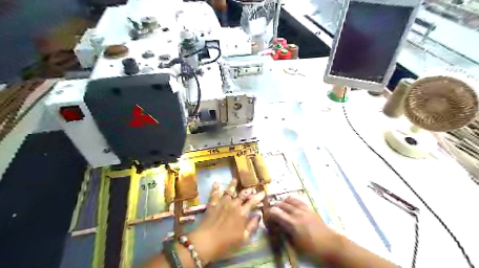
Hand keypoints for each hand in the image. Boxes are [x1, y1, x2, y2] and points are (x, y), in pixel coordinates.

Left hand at [190, 179, 264, 264]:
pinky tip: (216, 183)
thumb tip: (258, 215)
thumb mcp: (243, 238)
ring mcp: (222, 203)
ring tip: (235, 180)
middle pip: (241, 195)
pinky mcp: (212, 205)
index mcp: (242, 213)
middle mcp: (233, 205)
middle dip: (248, 190)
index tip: (263, 192)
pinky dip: (215, 188)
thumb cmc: (227, 243)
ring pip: (228, 191)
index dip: (258, 196)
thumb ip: (252, 225)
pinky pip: (214, 194)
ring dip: (232, 185)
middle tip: (252, 186)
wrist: (206, 242)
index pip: (252, 202)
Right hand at [269, 195, 339, 262]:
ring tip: (280, 207)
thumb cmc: (312, 248)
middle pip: (280, 204)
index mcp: (292, 223)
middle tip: (272, 212)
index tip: (266, 217)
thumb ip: (285, 231)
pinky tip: (290, 203)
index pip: (275, 212)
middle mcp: (296, 213)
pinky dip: (291, 200)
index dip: (268, 213)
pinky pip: (298, 200)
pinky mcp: (309, 208)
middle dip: (274, 207)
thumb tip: (277, 225)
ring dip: (282, 202)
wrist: (330, 245)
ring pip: (289, 199)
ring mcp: (303, 209)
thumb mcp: (295, 243)